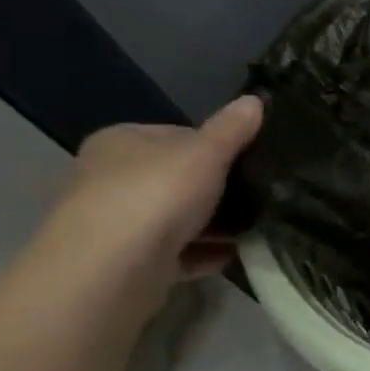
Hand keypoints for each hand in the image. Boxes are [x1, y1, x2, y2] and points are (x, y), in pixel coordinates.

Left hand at [45, 96, 263, 288]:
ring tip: (256, 226)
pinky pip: (176, 254)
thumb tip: (255, 99)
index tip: (250, 160)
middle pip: (178, 179)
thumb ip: (232, 128)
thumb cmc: (157, 194)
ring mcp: (117, 225)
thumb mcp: (206, 152)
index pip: (177, 135)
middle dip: (218, 189)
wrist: (111, 271)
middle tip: (259, 194)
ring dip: (215, 224)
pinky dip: (205, 253)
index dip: (216, 145)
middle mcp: (110, 179)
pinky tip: (235, 254)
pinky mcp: (128, 265)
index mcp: (121, 143)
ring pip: (178, 218)